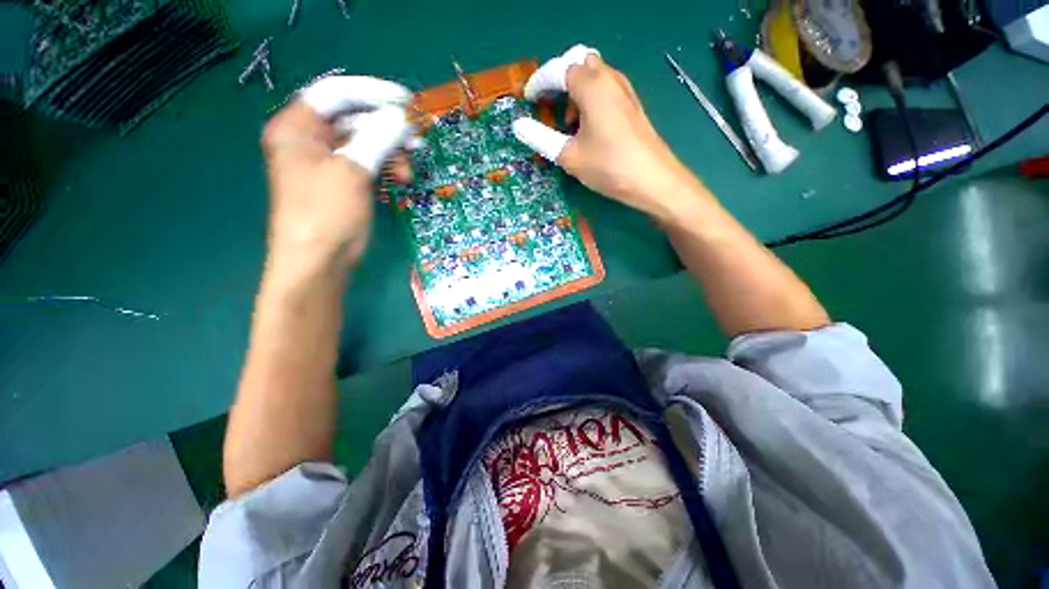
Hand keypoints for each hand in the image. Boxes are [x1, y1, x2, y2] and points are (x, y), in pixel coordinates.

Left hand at [261, 76, 411, 270]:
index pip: (336, 93)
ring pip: (365, 142)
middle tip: (416, 141)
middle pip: (353, 118)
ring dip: (391, 151)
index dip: (373, 93)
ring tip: (408, 169)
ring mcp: (328, 162)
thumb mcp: (351, 171)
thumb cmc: (326, 213)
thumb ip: (377, 138)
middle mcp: (311, 139)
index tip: (407, 103)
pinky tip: (400, 178)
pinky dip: (386, 167)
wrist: (319, 262)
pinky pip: (368, 163)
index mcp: (298, 127)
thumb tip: (401, 117)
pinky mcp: (344, 181)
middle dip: (387, 128)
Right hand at [513, 45, 696, 221]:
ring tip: (568, 123)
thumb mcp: (569, 155)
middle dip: (560, 80)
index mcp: (591, 85)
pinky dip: (591, 99)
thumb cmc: (608, 166)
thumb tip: (518, 125)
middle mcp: (609, 78)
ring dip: (576, 91)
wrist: (653, 180)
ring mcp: (625, 90)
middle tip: (550, 105)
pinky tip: (588, 128)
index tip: (528, 100)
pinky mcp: (632, 105)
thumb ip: (541, 138)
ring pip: (594, 75)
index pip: (558, 70)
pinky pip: (606, 89)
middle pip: (579, 62)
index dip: (539, 83)